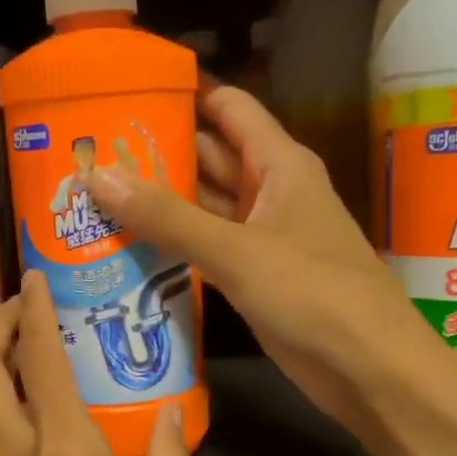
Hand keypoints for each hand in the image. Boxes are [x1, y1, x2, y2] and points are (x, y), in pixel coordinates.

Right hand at [87, 84, 432, 437]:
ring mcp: (260, 237)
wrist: (368, 369)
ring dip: (158, 201)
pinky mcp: (251, 277)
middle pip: (208, 156)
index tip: (126, 86)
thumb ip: (167, 216)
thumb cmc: (314, 293)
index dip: (184, 91)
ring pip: (202, 206)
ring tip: (91, 192)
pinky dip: (170, 245)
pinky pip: (203, 248)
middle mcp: (269, 192)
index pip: (228, 108)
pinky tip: (124, 244)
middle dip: (156, 150)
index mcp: (279, 165)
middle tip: (88, 148)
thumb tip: (97, 177)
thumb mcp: (236, 250)